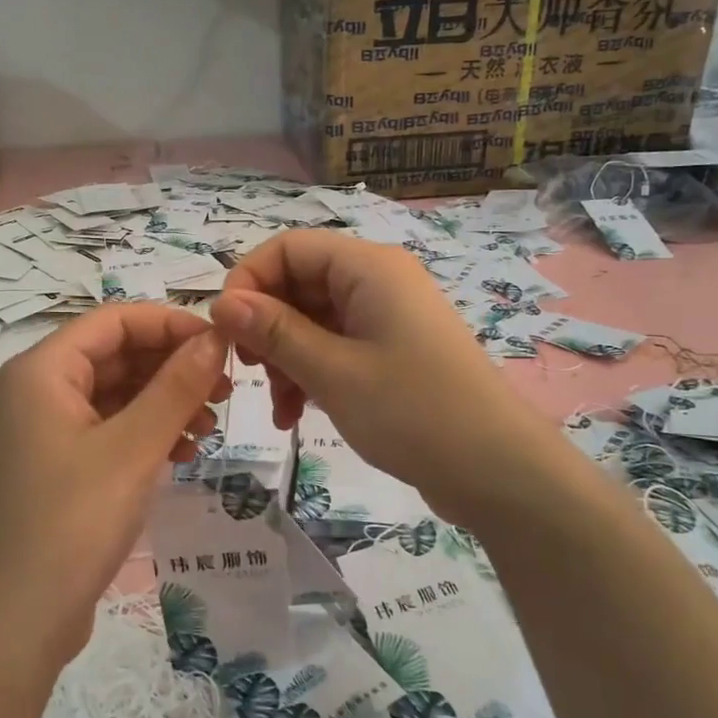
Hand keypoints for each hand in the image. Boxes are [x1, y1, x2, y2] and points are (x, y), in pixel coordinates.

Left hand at [0, 303, 229, 669]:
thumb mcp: (133, 447)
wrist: (17, 620)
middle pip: (116, 355)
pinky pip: (109, 429)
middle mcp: (39, 390)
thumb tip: (215, 337)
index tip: (221, 344)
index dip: (170, 324)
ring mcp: (46, 431)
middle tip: (226, 390)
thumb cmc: (73, 521)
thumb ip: (177, 386)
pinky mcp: (59, 466)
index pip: (114, 320)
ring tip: (210, 426)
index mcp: (43, 370)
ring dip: (165, 402)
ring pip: (116, 394)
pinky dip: (147, 433)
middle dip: (172, 367)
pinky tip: (184, 452)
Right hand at [210, 230, 533, 513]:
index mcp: (367, 268)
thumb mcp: (332, 371)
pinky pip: (336, 347)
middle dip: (266, 328)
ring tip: (278, 409)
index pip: (289, 247)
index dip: (249, 280)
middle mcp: (377, 282)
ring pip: (313, 321)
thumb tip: (221, 302)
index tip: (225, 330)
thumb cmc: (412, 411)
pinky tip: (296, 416)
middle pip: (299, 284)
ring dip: (285, 359)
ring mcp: (386, 318)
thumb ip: (273, 332)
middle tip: (247, 372)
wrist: (497, 471)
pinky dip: (311, 374)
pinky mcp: (392, 352)